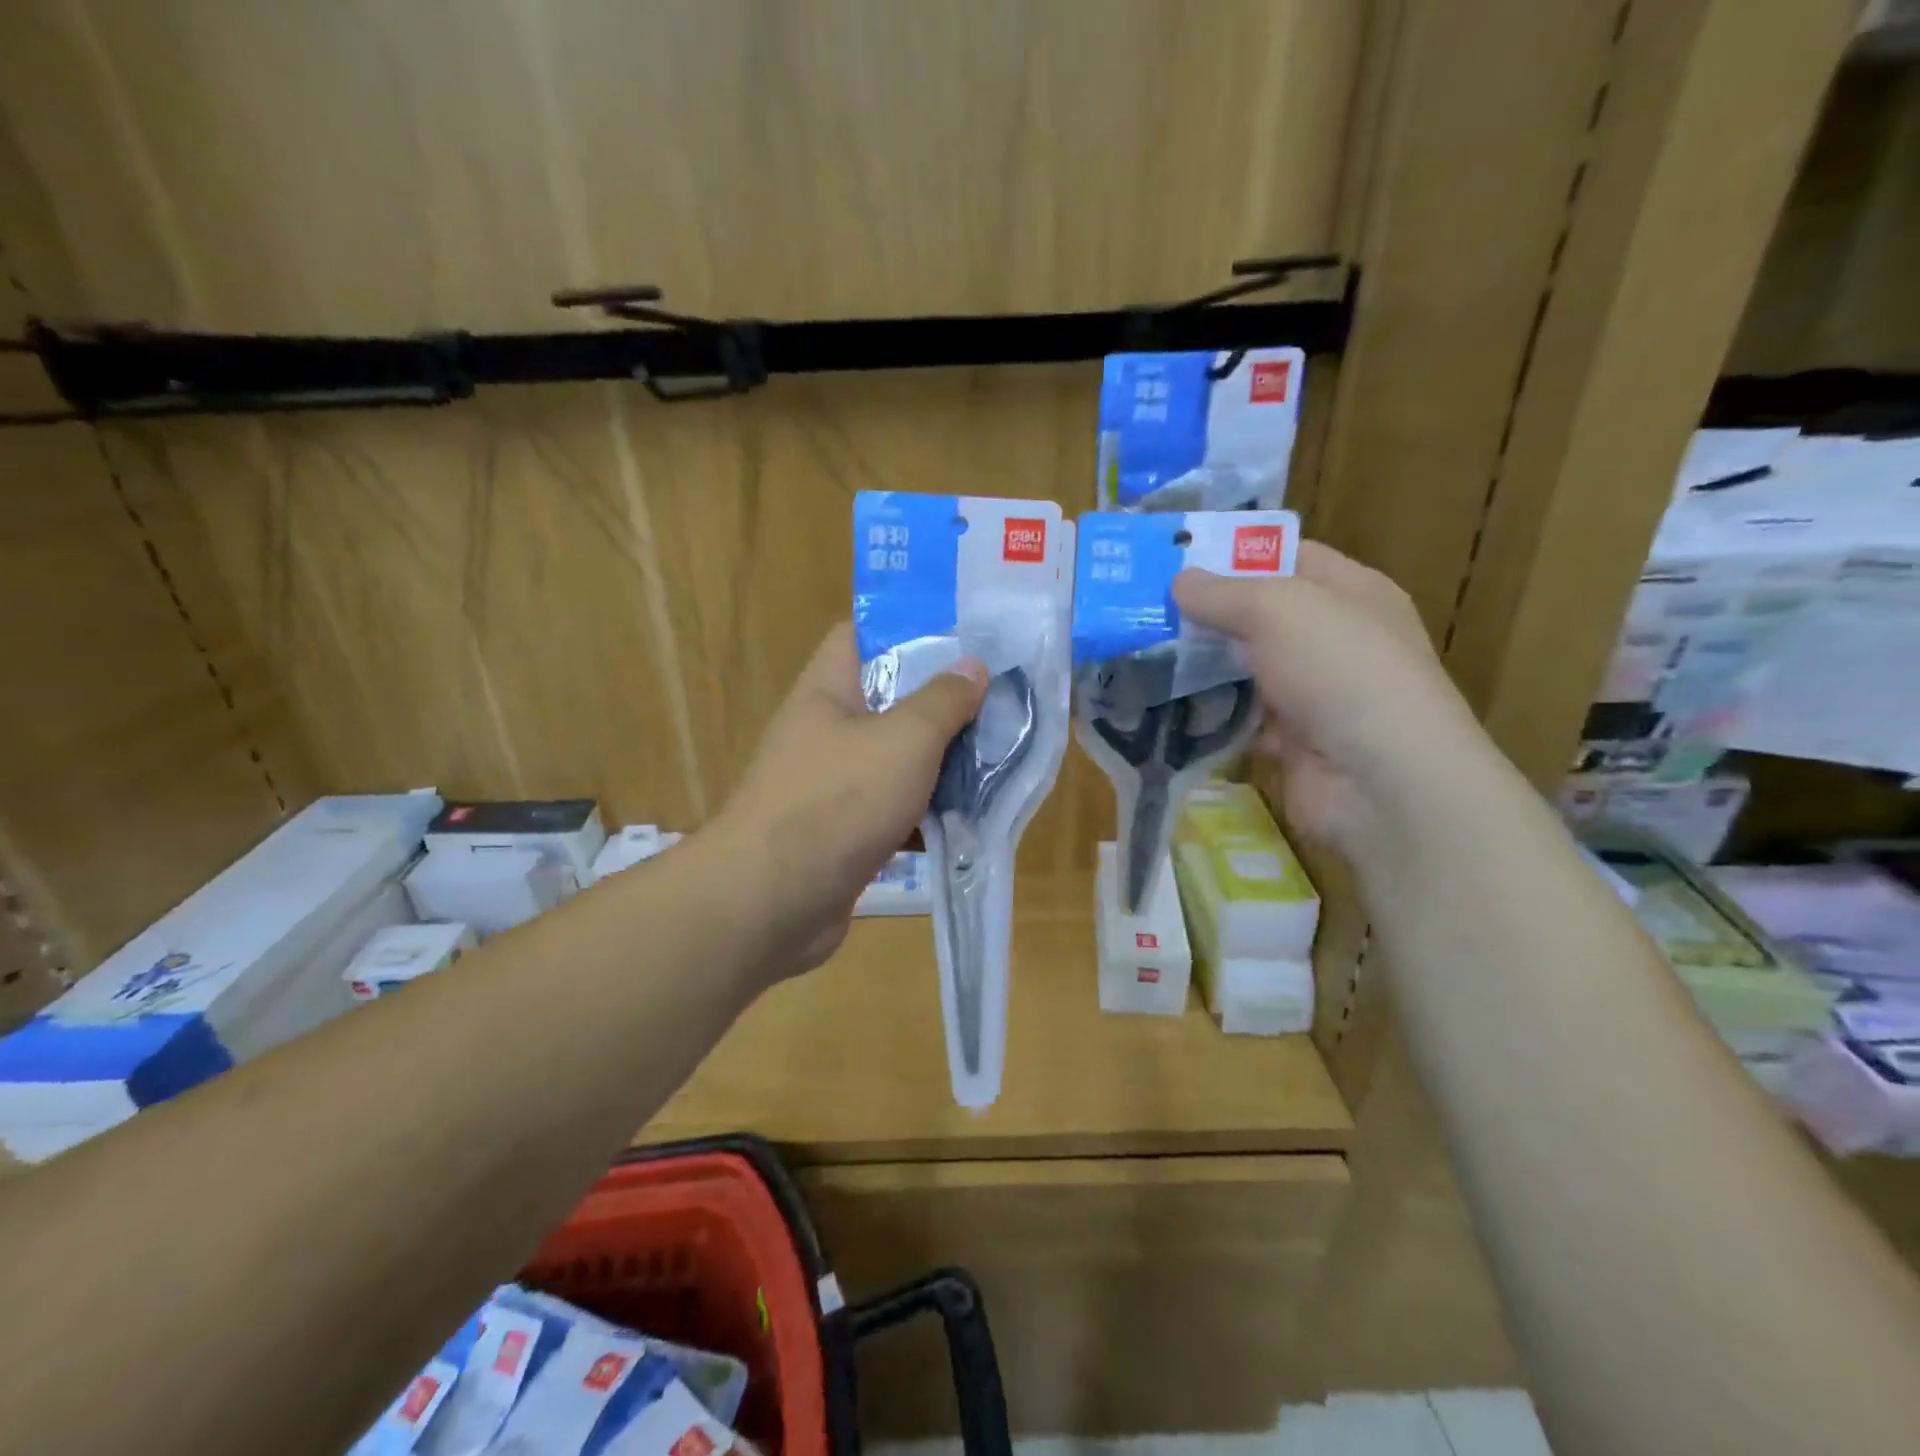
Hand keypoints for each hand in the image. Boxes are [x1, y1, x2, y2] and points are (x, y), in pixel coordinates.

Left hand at [708, 623, 986, 979]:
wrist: (772, 903)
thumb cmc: (837, 801)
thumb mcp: (903, 740)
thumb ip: (942, 701)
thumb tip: (972, 666)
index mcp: (827, 691)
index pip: (860, 636)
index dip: (907, 627)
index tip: (961, 635)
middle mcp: (825, 732)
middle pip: (887, 700)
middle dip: (940, 701)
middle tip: (996, 698)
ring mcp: (832, 785)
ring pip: (895, 759)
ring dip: (940, 761)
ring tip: (998, 753)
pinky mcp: (843, 833)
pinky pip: (893, 808)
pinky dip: (926, 811)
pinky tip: (971, 815)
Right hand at [1173, 541, 1492, 858]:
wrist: (1380, 781)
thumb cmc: (1340, 671)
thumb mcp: (1278, 609)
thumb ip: (1224, 592)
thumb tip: (1179, 580)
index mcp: (1351, 592)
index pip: (1288, 558)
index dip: (1235, 554)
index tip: (1176, 559)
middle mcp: (1336, 639)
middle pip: (1261, 616)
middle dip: (1207, 613)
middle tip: (1144, 609)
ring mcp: (1316, 694)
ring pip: (1247, 669)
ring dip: (1203, 666)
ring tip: (1142, 654)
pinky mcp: (1294, 742)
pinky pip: (1243, 719)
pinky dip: (1211, 715)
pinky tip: (1166, 705)